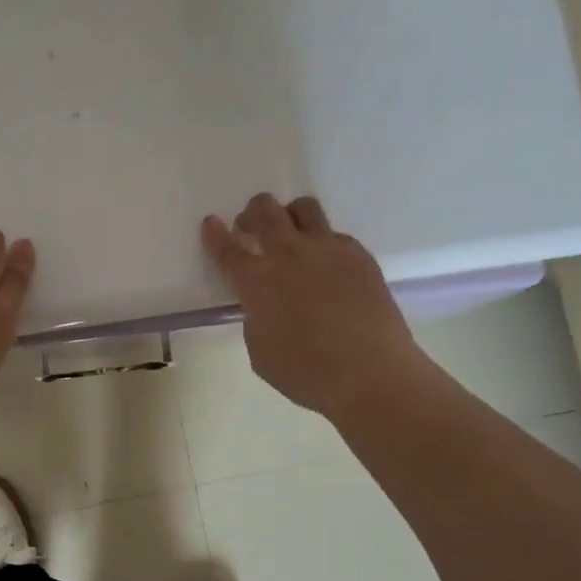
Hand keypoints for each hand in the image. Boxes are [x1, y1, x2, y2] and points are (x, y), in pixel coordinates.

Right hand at [202, 194, 425, 420]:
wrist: (370, 373)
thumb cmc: (306, 372)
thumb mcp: (260, 351)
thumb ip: (256, 319)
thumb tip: (265, 305)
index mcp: (257, 281)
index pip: (227, 250)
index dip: (215, 235)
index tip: (211, 223)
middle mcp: (288, 254)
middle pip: (264, 211)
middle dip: (252, 213)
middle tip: (251, 228)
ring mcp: (327, 249)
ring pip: (303, 208)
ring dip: (289, 215)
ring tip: (291, 234)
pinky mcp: (359, 255)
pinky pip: (335, 234)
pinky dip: (323, 242)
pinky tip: (327, 266)